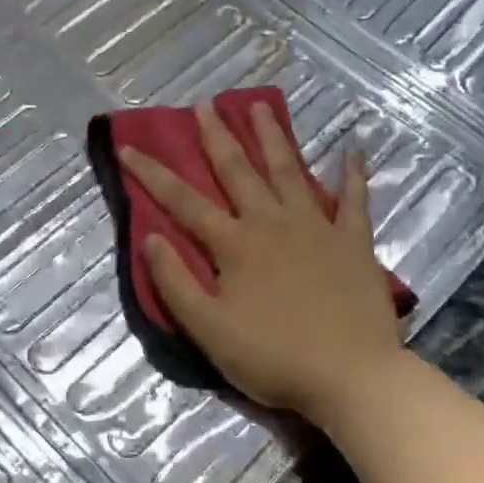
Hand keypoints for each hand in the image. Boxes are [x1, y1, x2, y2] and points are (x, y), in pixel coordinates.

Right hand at [118, 100, 402, 418]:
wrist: (352, 377)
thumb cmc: (272, 357)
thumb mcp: (208, 329)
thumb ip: (175, 282)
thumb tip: (150, 238)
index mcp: (234, 244)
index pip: (183, 202)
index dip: (153, 174)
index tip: (129, 147)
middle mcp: (272, 223)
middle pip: (239, 171)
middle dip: (216, 137)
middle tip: (203, 105)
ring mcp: (317, 228)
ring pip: (289, 171)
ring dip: (272, 137)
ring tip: (260, 107)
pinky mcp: (353, 242)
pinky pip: (354, 199)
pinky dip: (353, 173)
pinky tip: (352, 148)